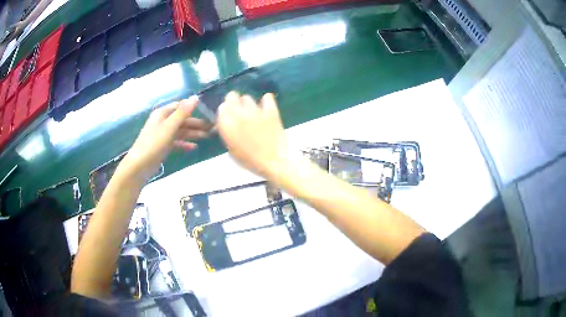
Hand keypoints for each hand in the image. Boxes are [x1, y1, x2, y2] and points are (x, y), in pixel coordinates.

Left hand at [122, 96, 210, 180]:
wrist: (139, 165)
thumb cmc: (154, 143)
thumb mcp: (169, 126)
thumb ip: (183, 112)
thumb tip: (196, 97)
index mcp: (162, 113)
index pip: (180, 106)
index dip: (193, 109)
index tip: (208, 113)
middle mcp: (162, 121)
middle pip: (182, 119)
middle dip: (196, 123)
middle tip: (211, 128)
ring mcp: (162, 134)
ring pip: (180, 131)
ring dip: (193, 133)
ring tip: (207, 137)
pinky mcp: (163, 146)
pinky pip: (176, 142)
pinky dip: (184, 143)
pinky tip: (194, 147)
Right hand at [217, 92, 289, 178]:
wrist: (274, 163)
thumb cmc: (250, 161)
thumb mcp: (232, 150)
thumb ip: (228, 133)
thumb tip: (228, 125)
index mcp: (227, 125)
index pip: (221, 108)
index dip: (225, 111)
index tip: (229, 116)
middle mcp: (238, 114)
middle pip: (232, 97)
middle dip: (233, 101)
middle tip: (238, 110)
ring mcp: (255, 111)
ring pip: (247, 98)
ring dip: (247, 104)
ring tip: (252, 112)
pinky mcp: (270, 110)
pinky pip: (267, 98)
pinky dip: (266, 101)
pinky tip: (266, 106)